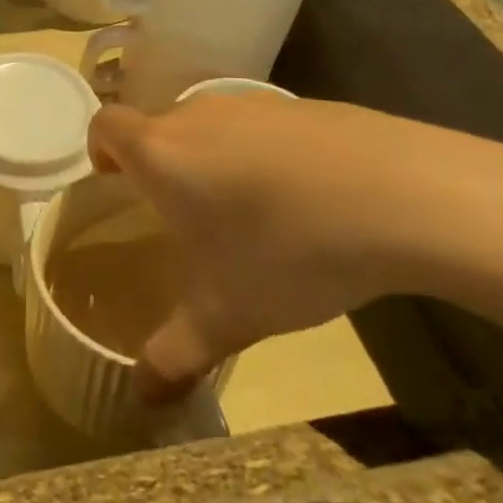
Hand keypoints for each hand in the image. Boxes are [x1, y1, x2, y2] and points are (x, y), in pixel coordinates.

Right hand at [87, 95, 470, 399]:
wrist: (401, 196)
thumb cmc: (286, 251)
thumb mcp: (226, 317)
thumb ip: (175, 355)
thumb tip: (143, 398)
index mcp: (162, 152)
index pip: (106, 124)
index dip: (101, 148)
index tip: (115, 182)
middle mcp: (198, 115)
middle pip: (161, 126)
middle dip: (162, 165)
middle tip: (186, 216)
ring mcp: (256, 104)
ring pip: (215, 125)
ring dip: (215, 159)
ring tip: (249, 212)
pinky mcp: (307, 105)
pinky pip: (267, 127)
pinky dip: (268, 154)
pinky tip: (307, 199)